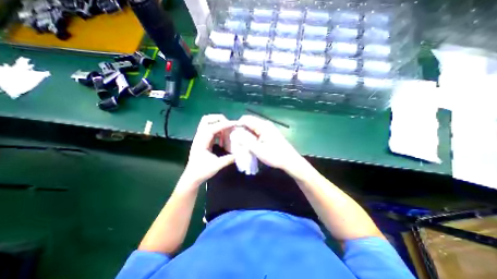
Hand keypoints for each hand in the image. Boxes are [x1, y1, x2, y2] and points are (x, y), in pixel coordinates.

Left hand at [182, 114, 237, 187]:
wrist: (192, 177)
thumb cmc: (202, 172)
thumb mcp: (216, 166)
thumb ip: (228, 159)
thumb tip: (238, 154)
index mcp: (201, 141)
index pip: (212, 127)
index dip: (224, 124)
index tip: (234, 124)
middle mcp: (200, 137)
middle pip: (206, 119)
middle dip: (219, 119)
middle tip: (229, 125)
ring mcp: (201, 138)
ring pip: (209, 124)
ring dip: (219, 125)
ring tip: (228, 133)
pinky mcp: (203, 141)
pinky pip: (211, 131)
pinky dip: (219, 132)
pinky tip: (224, 140)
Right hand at [236, 115, 302, 172]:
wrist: (290, 161)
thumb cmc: (275, 156)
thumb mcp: (258, 150)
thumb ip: (245, 141)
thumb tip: (234, 134)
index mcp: (263, 126)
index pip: (246, 119)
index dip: (237, 125)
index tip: (232, 134)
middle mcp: (265, 124)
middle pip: (249, 123)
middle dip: (241, 131)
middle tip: (236, 141)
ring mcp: (268, 129)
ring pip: (252, 128)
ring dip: (246, 135)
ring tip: (242, 144)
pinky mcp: (269, 134)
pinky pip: (257, 132)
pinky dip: (251, 137)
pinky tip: (250, 145)